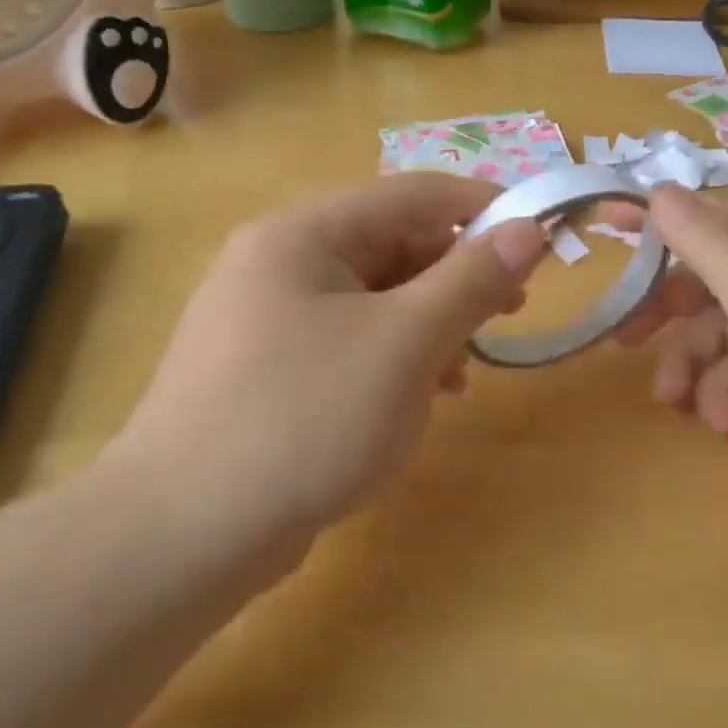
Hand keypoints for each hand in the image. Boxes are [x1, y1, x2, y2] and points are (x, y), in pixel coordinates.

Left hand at [106, 175, 546, 557]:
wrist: (186, 533)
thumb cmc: (305, 419)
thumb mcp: (405, 344)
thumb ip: (470, 280)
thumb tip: (527, 227)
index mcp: (303, 235)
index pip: (412, 195)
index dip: (483, 207)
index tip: (541, 233)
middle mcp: (277, 263)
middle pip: (390, 246)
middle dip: (455, 277)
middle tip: (509, 311)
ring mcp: (265, 320)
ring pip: (371, 300)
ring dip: (427, 324)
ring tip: (462, 372)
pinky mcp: (265, 371)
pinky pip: (346, 343)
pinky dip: (391, 359)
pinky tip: (415, 399)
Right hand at [622, 186, 727, 554]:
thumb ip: (716, 244)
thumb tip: (663, 191)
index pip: (722, 215)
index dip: (664, 219)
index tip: (608, 228)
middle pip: (718, 279)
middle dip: (671, 310)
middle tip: (628, 340)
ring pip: (726, 336)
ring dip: (695, 367)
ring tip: (686, 406)